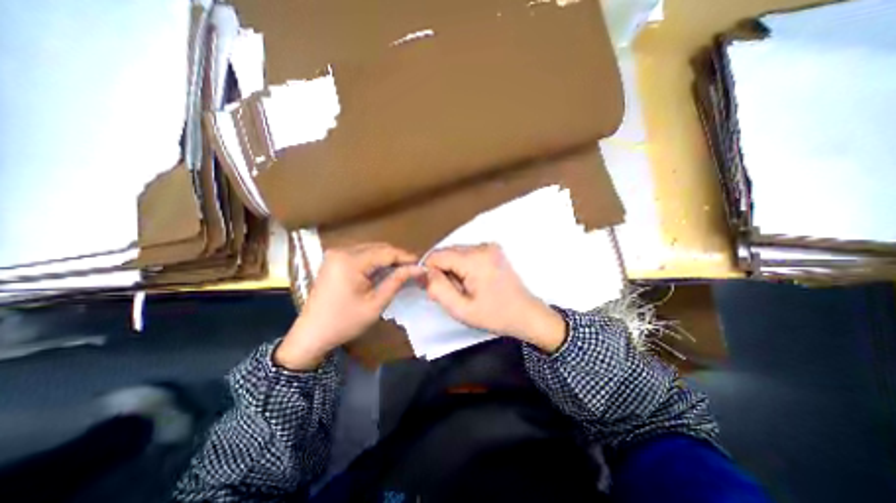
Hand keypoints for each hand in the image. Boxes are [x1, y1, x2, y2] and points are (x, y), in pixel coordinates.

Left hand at [273, 243, 423, 369]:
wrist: (311, 334)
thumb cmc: (344, 322)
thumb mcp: (375, 304)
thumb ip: (397, 281)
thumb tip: (418, 268)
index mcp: (349, 261)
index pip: (386, 252)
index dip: (406, 257)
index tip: (421, 264)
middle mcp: (341, 251)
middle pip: (378, 247)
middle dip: (397, 257)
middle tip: (413, 268)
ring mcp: (335, 254)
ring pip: (370, 249)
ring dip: (387, 258)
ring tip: (402, 270)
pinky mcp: (334, 259)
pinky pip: (361, 254)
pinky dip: (375, 260)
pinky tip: (384, 270)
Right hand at [422, 243, 560, 352]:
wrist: (527, 314)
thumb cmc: (495, 315)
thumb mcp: (461, 309)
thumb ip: (438, 289)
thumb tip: (424, 272)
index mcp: (474, 259)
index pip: (437, 255)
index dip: (430, 271)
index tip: (436, 289)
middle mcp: (482, 246)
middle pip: (446, 252)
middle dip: (443, 271)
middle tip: (454, 292)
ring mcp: (489, 246)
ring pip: (456, 253)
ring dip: (453, 269)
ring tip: (466, 288)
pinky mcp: (493, 249)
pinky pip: (467, 254)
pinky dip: (463, 266)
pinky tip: (474, 281)